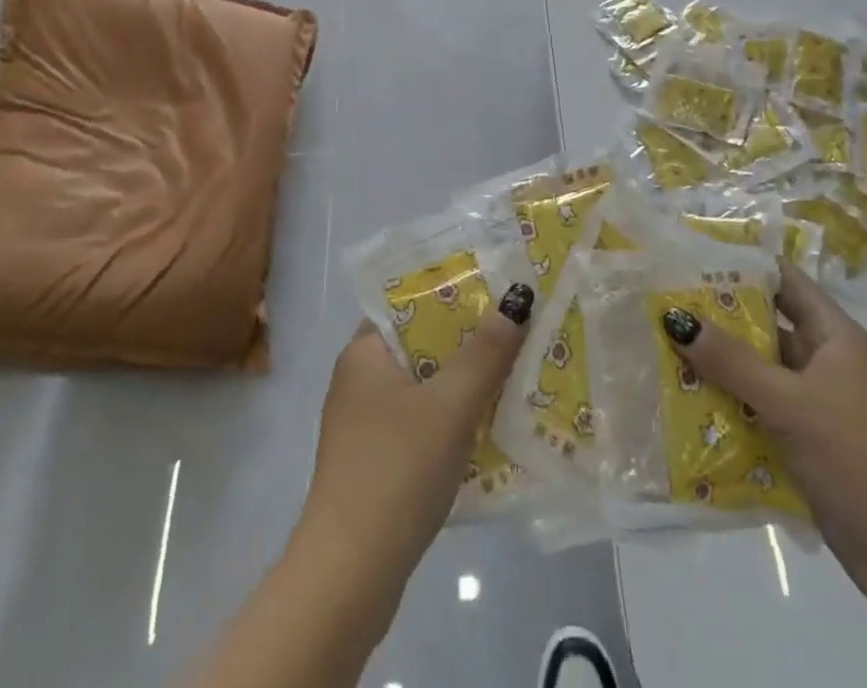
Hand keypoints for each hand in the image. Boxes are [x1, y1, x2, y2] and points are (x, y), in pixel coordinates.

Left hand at [298, 283, 533, 583]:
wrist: (349, 577)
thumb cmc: (396, 471)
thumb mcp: (449, 405)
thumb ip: (485, 353)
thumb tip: (517, 299)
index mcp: (365, 352)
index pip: (410, 302)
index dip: (453, 292)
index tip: (496, 288)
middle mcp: (360, 379)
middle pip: (422, 344)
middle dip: (468, 340)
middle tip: (516, 329)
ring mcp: (365, 424)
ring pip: (425, 386)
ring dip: (464, 382)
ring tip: (514, 372)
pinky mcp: (377, 462)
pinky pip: (422, 422)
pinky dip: (452, 419)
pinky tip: (488, 427)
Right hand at [662, 269, 866, 612]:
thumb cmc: (862, 458)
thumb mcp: (793, 404)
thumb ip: (733, 361)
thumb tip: (675, 317)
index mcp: (833, 335)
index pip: (782, 280)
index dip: (740, 264)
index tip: (689, 256)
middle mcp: (823, 362)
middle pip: (763, 326)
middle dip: (715, 318)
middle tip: (658, 305)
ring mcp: (815, 405)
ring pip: (756, 372)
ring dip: (715, 367)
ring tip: (659, 351)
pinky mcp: (806, 444)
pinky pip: (758, 413)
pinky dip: (727, 408)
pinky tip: (683, 406)